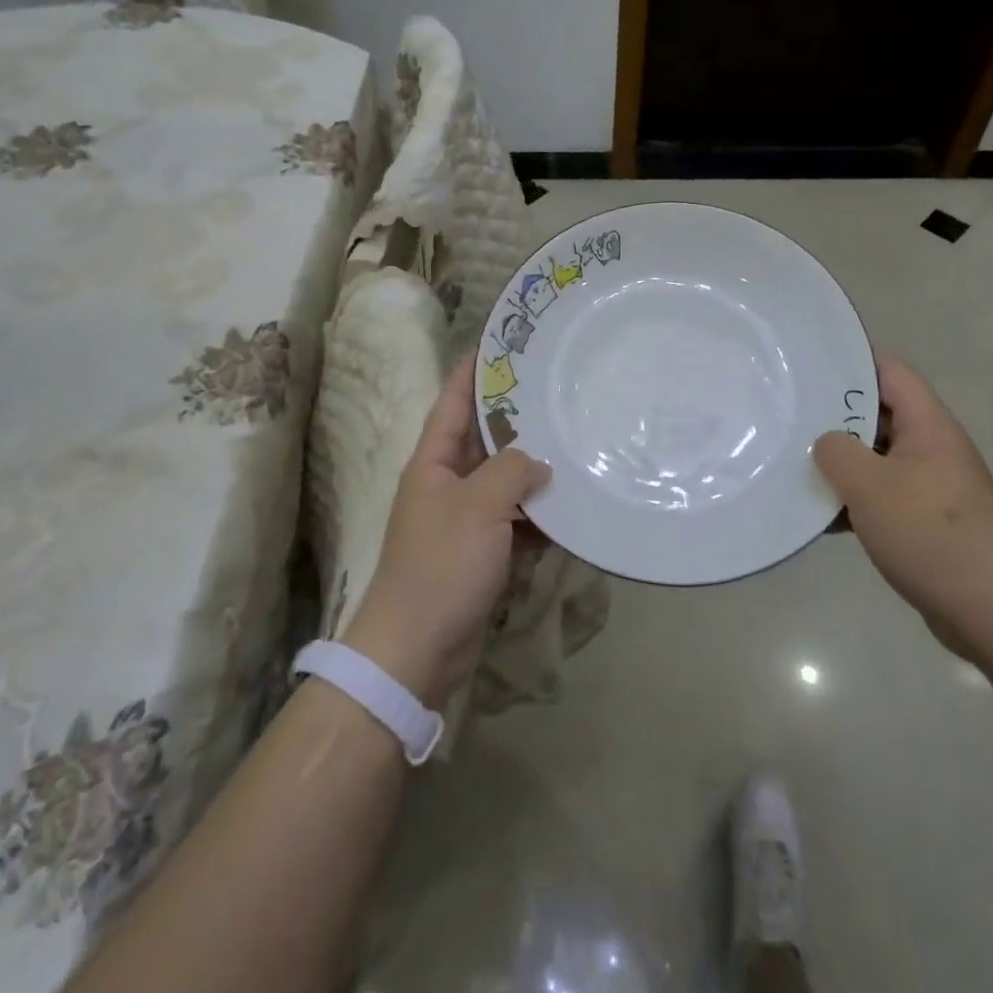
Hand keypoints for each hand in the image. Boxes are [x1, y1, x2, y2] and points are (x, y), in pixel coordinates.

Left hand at [342, 351, 550, 707]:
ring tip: (575, 443)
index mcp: (433, 461)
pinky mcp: (481, 553)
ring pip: (505, 481)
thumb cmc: (441, 565)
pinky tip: (571, 508)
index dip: (473, 370)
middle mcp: (447, 483)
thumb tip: (539, 464)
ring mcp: (464, 520)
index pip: (454, 401)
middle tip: (557, 389)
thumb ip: (512, 470)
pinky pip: (515, 521)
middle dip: (517, 417)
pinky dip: (539, 516)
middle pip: (484, 438)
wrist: (417, 650)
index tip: (500, 342)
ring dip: (534, 469)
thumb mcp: (479, 505)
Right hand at [813, 354, 992, 653]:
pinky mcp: (924, 520)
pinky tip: (818, 515)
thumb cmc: (931, 533)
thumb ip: (837, 452)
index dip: (852, 359)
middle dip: (834, 415)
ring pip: (875, 457)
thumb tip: (826, 444)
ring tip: (793, 461)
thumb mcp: (871, 485)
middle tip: (789, 412)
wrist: (991, 610)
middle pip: (878, 413)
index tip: (810, 362)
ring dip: (840, 462)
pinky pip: (881, 495)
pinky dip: (852, 500)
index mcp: (928, 425)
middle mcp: (931, 447)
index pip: (890, 371)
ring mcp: (929, 485)